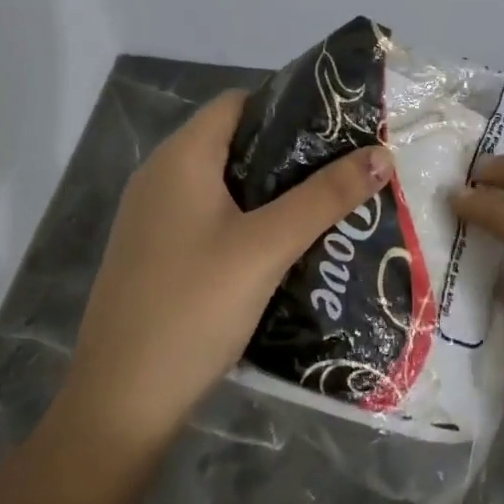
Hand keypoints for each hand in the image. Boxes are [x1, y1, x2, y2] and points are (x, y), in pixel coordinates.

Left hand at [59, 90, 393, 458]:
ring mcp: (154, 218)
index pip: (238, 102)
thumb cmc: (194, 307)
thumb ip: (325, 197)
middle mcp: (160, 176)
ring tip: (326, 205)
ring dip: (272, 191)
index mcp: (180, 158)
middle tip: (344, 169)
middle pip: (233, 142)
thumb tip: (382, 154)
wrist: (121, 401)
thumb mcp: (267, 247)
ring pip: (224, 184)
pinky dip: (247, 220)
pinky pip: (210, 218)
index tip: (338, 127)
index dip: (288, 106)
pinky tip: (284, 246)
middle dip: (290, 153)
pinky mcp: (156, 254)